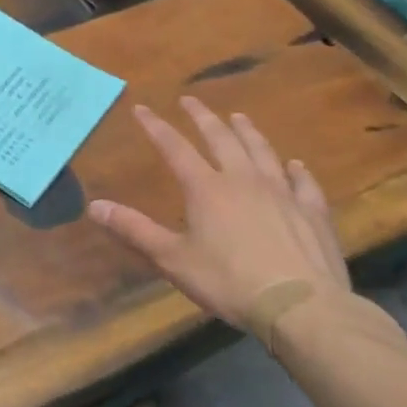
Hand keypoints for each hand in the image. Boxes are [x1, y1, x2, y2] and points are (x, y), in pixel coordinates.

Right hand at [89, 98, 349, 331]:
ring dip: (248, 132)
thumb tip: (94, 205)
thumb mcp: (172, 258)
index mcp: (206, 188)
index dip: (156, 127)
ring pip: (262, 151)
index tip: (141, 108)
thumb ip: (134, 230)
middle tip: (191, 100)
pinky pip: (304, 183)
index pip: (174, 148)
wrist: (301, 306)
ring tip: (239, 117)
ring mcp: (282, 193)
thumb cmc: (229, 281)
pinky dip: (297, 170)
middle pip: (220, 138)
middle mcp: (243, 180)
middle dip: (202, 117)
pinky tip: (296, 164)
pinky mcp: (312, 212)